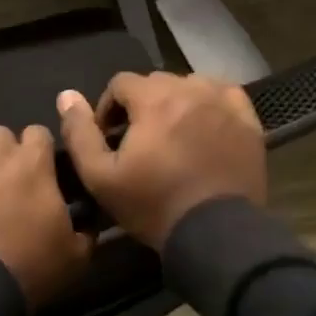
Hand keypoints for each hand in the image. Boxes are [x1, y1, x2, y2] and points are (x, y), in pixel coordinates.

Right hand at [55, 73, 265, 249]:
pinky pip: (225, 95)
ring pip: (191, 85)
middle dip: (141, 106)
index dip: (108, 108)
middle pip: (156, 83)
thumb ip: (80, 133)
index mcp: (154, 99)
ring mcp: (223, 104)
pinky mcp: (248, 122)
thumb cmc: (153, 204)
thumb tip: (67, 95)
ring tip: (172, 135)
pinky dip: (210, 103)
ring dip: (175, 102)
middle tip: (138, 141)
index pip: (121, 83)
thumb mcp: (100, 176)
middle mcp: (191, 90)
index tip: (109, 139)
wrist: (215, 233)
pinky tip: (205, 125)